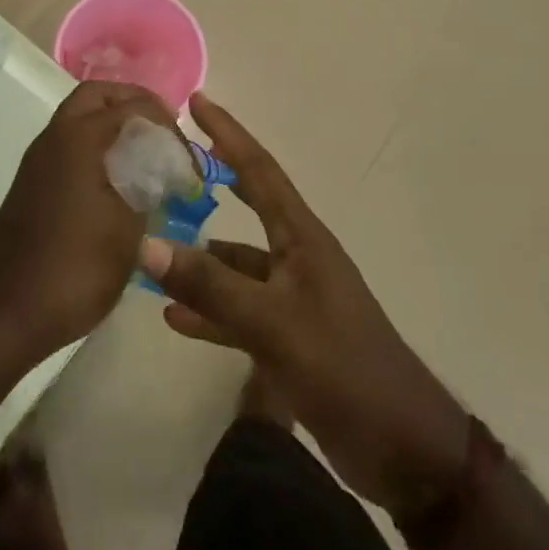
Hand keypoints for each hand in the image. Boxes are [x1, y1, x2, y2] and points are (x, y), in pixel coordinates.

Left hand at [0, 81, 176, 365]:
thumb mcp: (128, 229)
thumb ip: (149, 186)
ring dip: (113, 125)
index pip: (132, 105)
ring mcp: (37, 161)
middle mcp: (54, 138)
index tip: (187, 158)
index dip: (167, 125)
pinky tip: (118, 183)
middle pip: (96, 95)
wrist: (4, 315)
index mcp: (79, 138)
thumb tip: (161, 172)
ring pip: (79, 119)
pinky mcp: (31, 185)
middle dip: (133, 104)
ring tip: (147, 157)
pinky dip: (96, 148)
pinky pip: (69, 146)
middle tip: (163, 131)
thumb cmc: (75, 268)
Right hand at [140, 95, 468, 520]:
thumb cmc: (343, 368)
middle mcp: (297, 256)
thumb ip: (211, 286)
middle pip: (249, 204)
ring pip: (237, 264)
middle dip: (214, 178)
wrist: (401, 448)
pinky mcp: (288, 337)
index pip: (260, 169)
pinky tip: (172, 317)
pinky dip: (209, 310)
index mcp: (302, 237)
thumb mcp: (272, 323)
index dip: (229, 133)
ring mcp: (293, 298)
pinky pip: (239, 311)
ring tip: (154, 245)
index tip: (198, 101)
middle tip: (172, 160)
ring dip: (201, 256)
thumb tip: (148, 244)